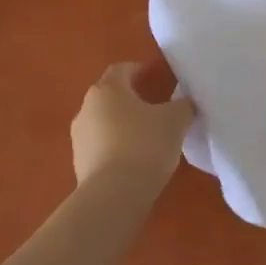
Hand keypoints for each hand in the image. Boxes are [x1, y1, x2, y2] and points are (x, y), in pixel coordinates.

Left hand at [70, 62, 194, 199]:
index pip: (122, 69)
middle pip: (111, 96)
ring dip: (124, 125)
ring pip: (105, 122)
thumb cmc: (145, 144)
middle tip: (158, 108)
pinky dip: (117, 147)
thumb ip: (183, 105)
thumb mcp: (176, 120)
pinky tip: (137, 160)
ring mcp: (79, 138)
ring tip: (149, 137)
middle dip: (132, 99)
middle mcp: (87, 108)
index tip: (158, 78)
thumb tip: (186, 103)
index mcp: (107, 90)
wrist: (114, 195)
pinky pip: (102, 146)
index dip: (141, 70)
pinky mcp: (79, 164)